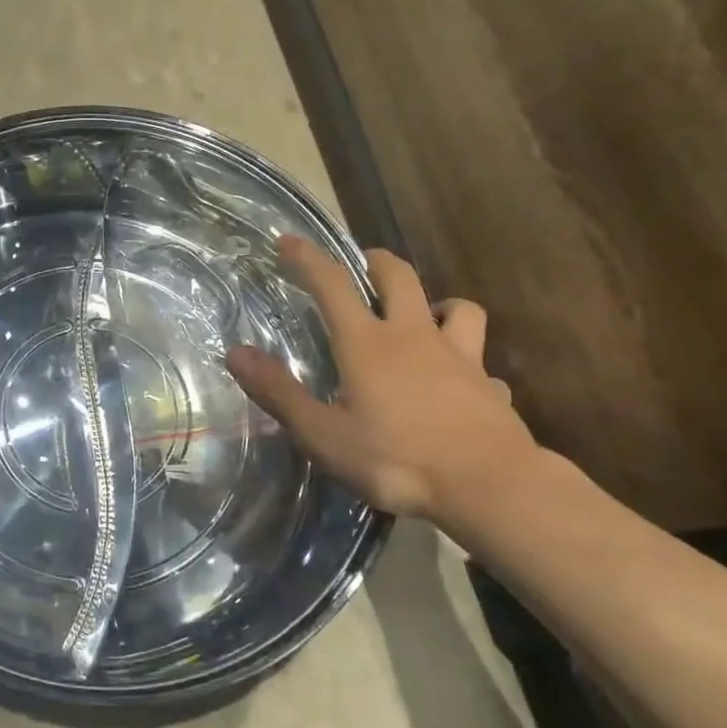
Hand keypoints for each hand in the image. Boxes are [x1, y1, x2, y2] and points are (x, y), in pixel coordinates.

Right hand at [226, 236, 539, 520]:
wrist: (488, 486)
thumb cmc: (396, 460)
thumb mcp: (322, 433)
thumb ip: (279, 392)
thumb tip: (236, 352)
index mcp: (367, 343)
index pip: (332, 285)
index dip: (308, 258)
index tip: (288, 241)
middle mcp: (414, 336)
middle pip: (399, 277)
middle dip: (376, 263)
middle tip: (361, 267)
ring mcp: (460, 357)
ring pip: (458, 307)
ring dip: (436, 303)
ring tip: (423, 318)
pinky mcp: (490, 385)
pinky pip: (480, 364)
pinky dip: (467, 365)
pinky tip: (459, 385)